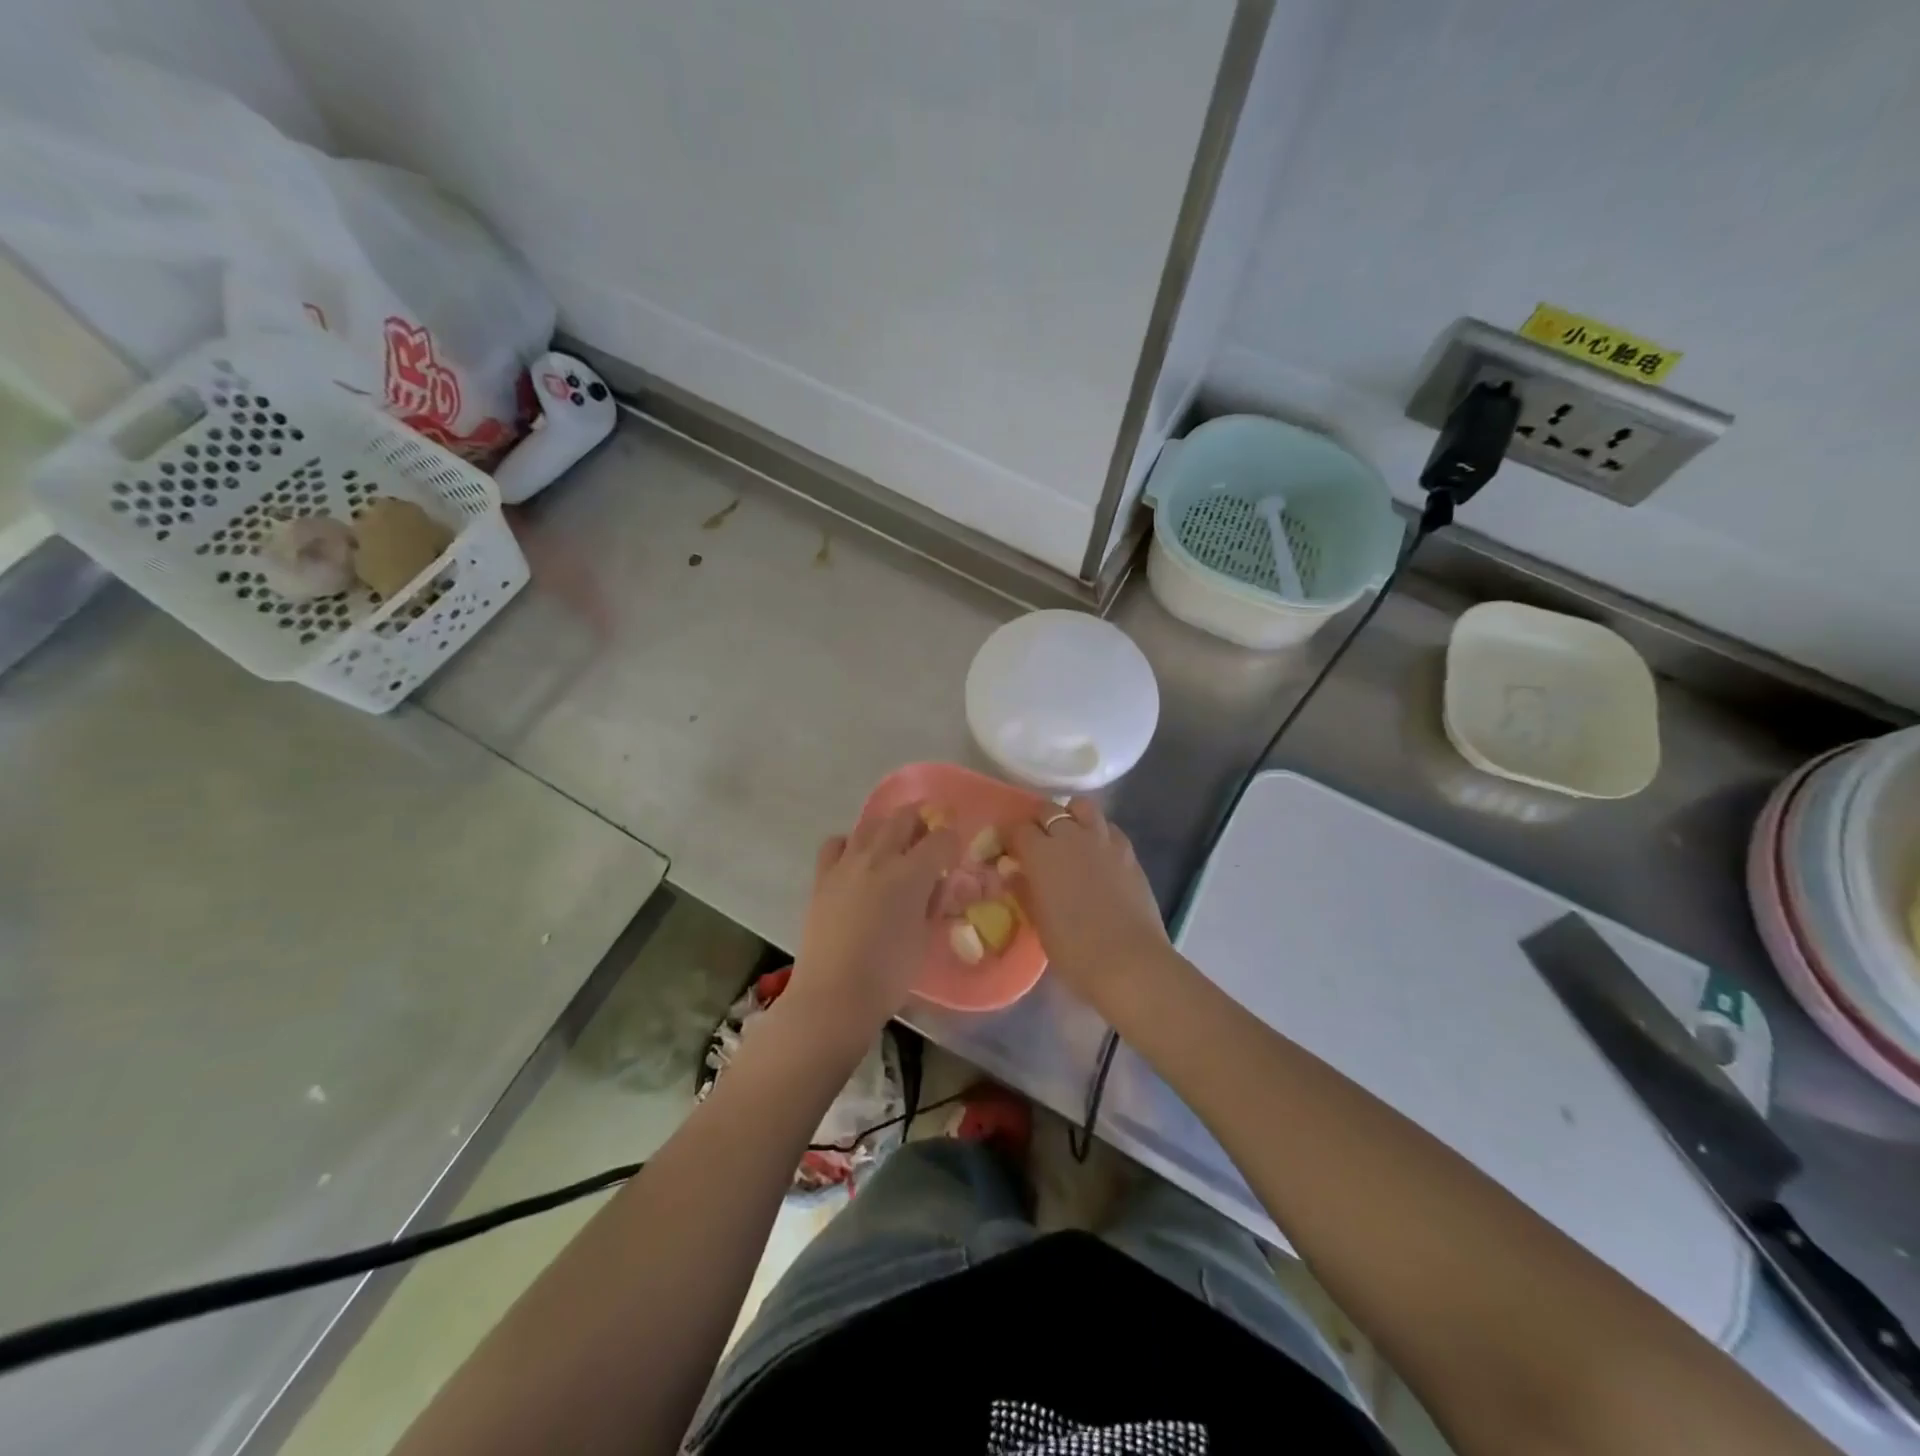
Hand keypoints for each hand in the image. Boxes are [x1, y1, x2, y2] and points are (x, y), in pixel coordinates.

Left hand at [786, 804, 957, 1044]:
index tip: (953, 854)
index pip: (941, 839)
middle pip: (904, 818)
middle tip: (928, 837)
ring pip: (870, 824)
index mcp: (912, 873)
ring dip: (887, 828)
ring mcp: (847, 863)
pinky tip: (856, 860)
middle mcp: (879, 857)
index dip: (952, 842)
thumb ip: (930, 903)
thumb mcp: (924, 938)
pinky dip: (850, 844)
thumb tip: (932, 885)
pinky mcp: (822, 877)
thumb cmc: (889, 974)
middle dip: (921, 822)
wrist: (834, 995)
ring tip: (894, 844)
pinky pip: (837, 844)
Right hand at [1008, 798, 1171, 1013]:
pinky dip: (1098, 832)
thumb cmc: (1074, 949)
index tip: (1008, 852)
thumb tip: (1015, 874)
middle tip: (1037, 845)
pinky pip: (1109, 827)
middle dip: (1038, 823)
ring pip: (1082, 807)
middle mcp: (1071, 836)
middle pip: (1048, 810)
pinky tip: (1098, 853)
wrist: (1129, 962)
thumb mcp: (1039, 922)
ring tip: (1069, 838)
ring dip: (1071, 817)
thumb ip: (1025, 890)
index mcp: (1041, 853)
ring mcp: (1103, 841)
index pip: (1017, 829)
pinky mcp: (1129, 852)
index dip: (1010, 839)